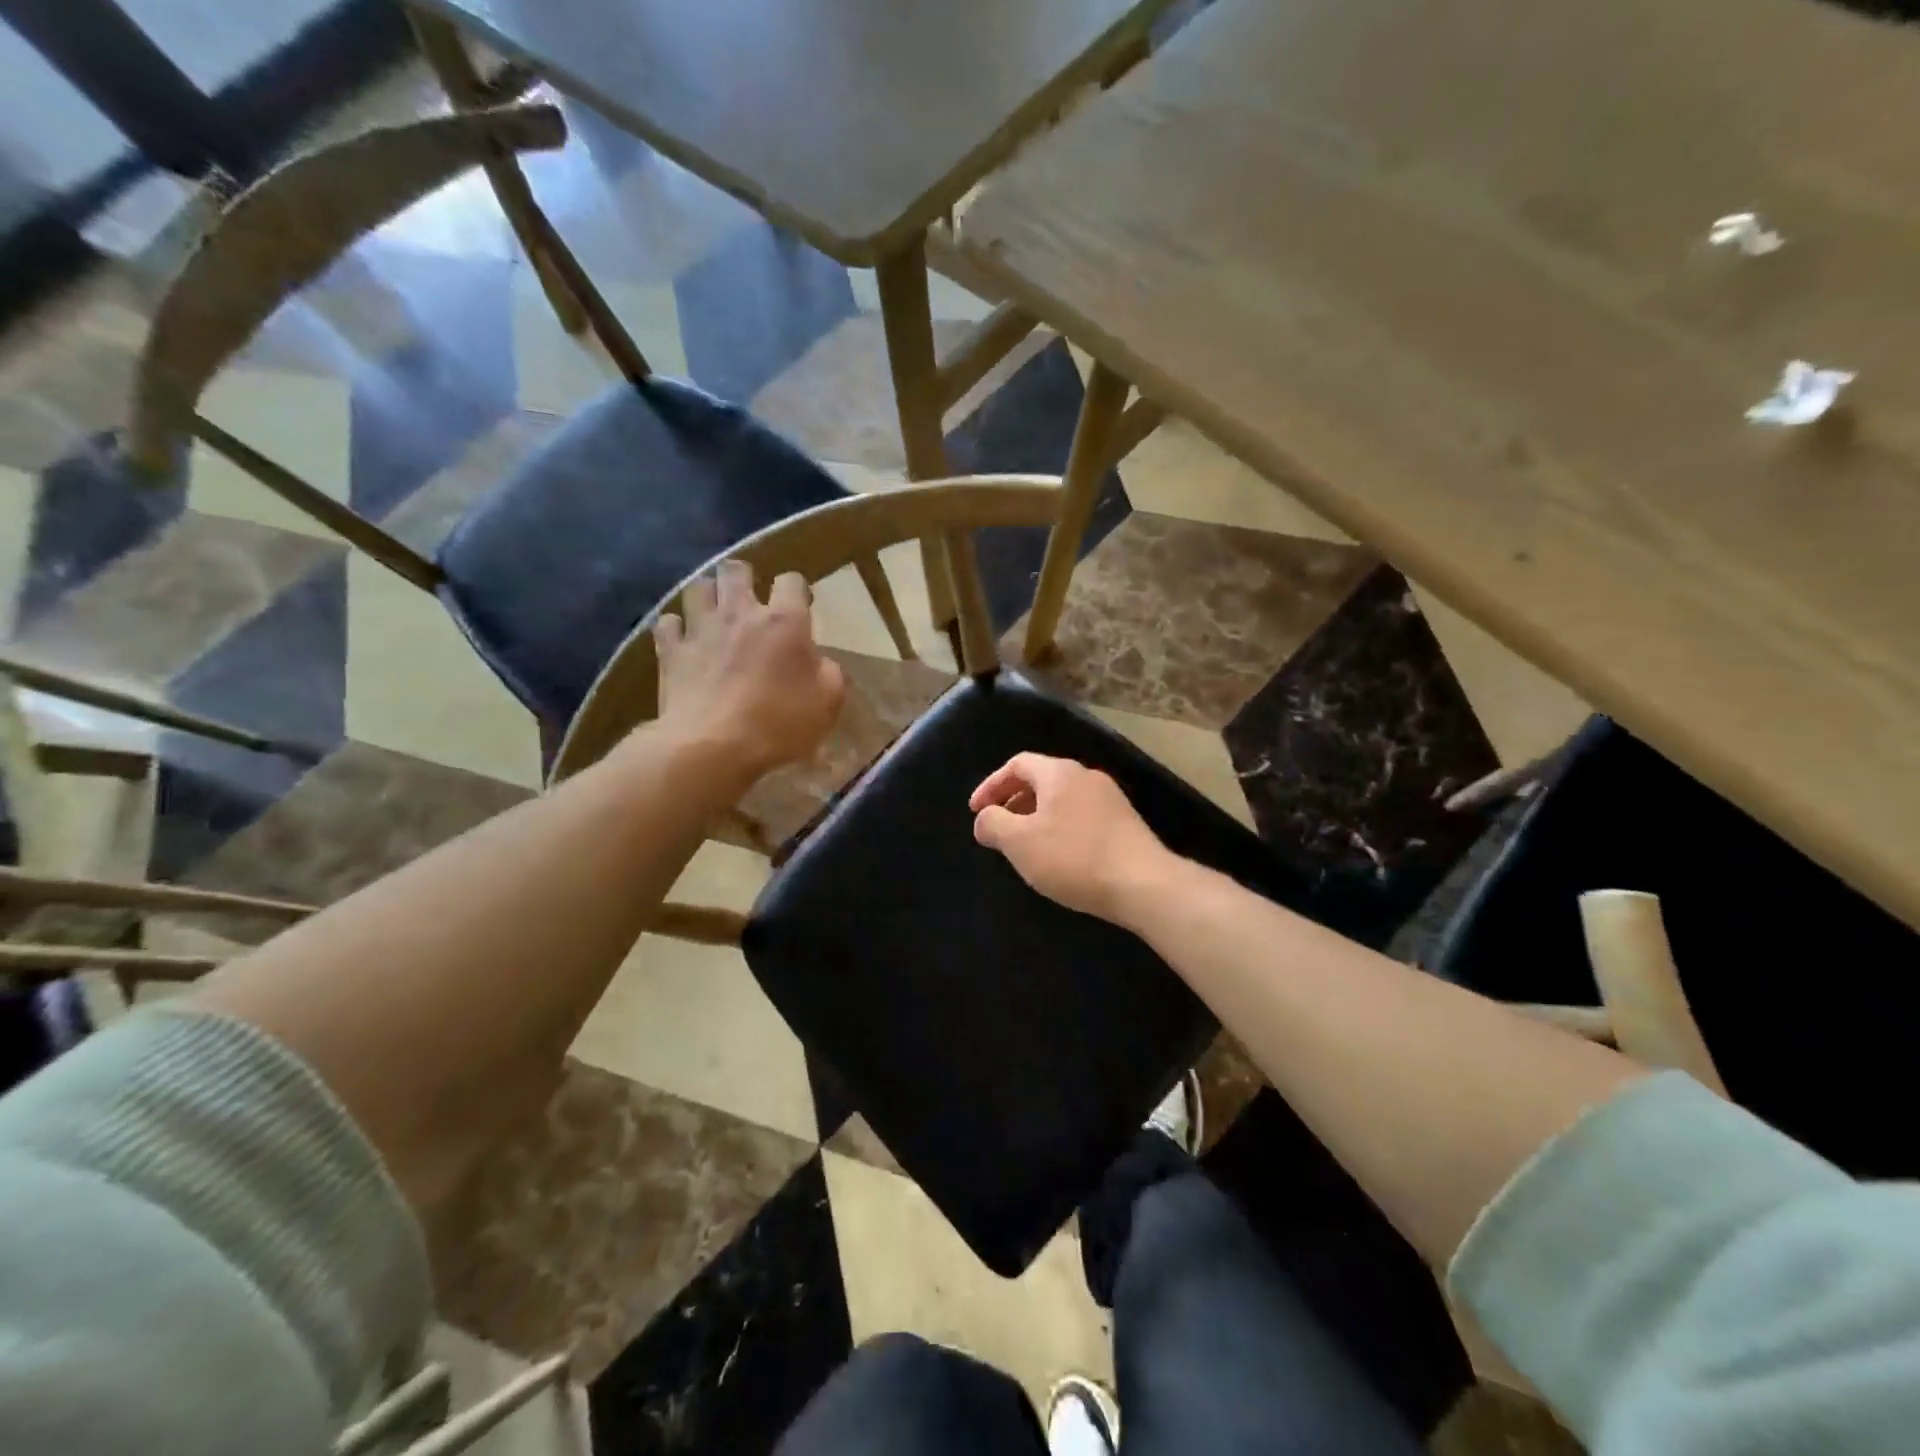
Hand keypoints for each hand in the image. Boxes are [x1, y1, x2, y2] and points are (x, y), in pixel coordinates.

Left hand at [652, 560, 844, 780]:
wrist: (713, 747)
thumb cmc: (780, 724)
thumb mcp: (828, 703)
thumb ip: (828, 673)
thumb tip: (818, 662)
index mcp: (784, 621)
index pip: (791, 581)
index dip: (797, 589)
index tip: (801, 606)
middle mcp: (740, 613)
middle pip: (735, 570)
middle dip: (744, 577)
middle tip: (750, 598)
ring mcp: (701, 629)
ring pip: (698, 588)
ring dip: (708, 595)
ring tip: (714, 611)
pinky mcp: (671, 651)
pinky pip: (668, 623)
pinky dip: (676, 628)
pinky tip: (683, 639)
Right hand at [969, 753, 1174, 921]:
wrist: (1143, 884)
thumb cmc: (1073, 858)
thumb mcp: (1019, 842)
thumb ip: (993, 824)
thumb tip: (984, 818)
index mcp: (1059, 772)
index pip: (1017, 764)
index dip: (991, 785)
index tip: (975, 811)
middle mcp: (1086, 776)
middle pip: (1041, 779)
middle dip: (1013, 801)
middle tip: (997, 828)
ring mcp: (1110, 798)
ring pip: (1062, 799)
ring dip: (1036, 816)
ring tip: (1024, 845)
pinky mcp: (1125, 822)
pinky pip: (1080, 815)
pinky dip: (1059, 827)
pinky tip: (1058, 856)